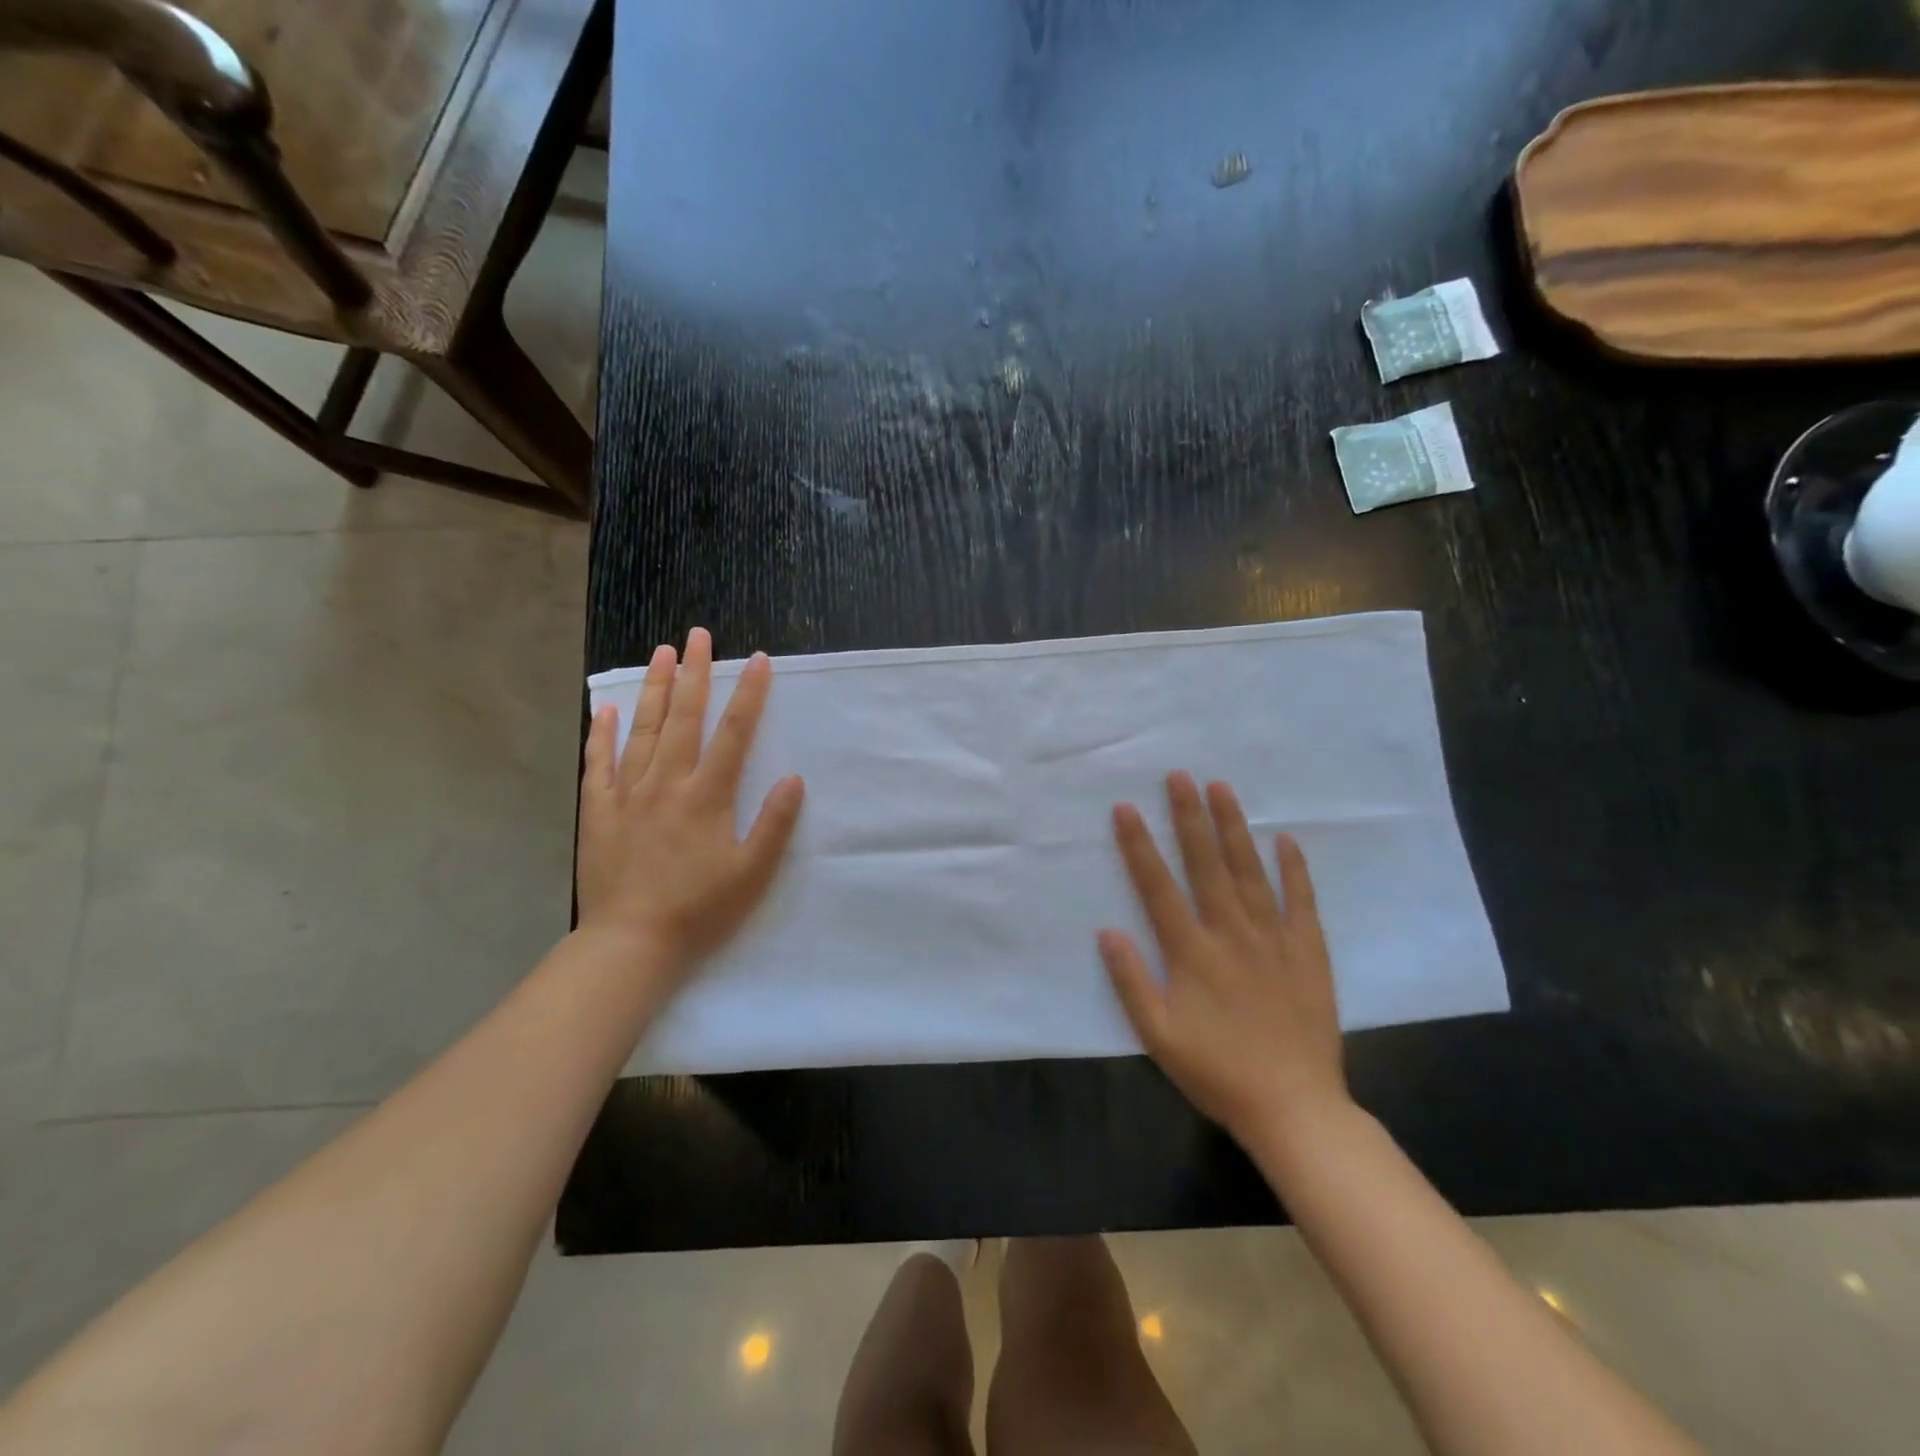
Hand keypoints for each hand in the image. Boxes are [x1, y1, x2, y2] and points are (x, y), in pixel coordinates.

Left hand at [576, 628, 804, 980]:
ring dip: (654, 688)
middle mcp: (667, 783)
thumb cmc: (700, 910)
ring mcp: (628, 793)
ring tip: (661, 653)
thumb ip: (774, 824)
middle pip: (683, 717)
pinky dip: (603, 733)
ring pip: (643, 729)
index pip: (734, 733)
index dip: (749, 694)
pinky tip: (608, 707)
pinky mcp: (598, 810)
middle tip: (698, 635)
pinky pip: (600, 762)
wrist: (631, 944)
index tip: (759, 660)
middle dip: (695, 673)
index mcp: (707, 796)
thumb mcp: (752, 873)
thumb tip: (793, 778)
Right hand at [1099, 772, 1348, 1145]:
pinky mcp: (1308, 952)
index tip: (1126, 808)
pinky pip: (1300, 902)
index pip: (1158, 887)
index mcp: (1191, 953)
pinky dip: (1293, 869)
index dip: (1139, 845)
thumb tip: (1107, 930)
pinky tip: (1285, 839)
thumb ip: (1130, 981)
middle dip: (1189, 817)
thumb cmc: (1216, 1072)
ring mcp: (1273, 939)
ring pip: (1250, 872)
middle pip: (1206, 865)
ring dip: (1234, 828)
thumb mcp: (1157, 1036)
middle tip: (1179, 776)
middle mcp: (1230, 934)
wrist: (1293, 1107)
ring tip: (1222, 788)